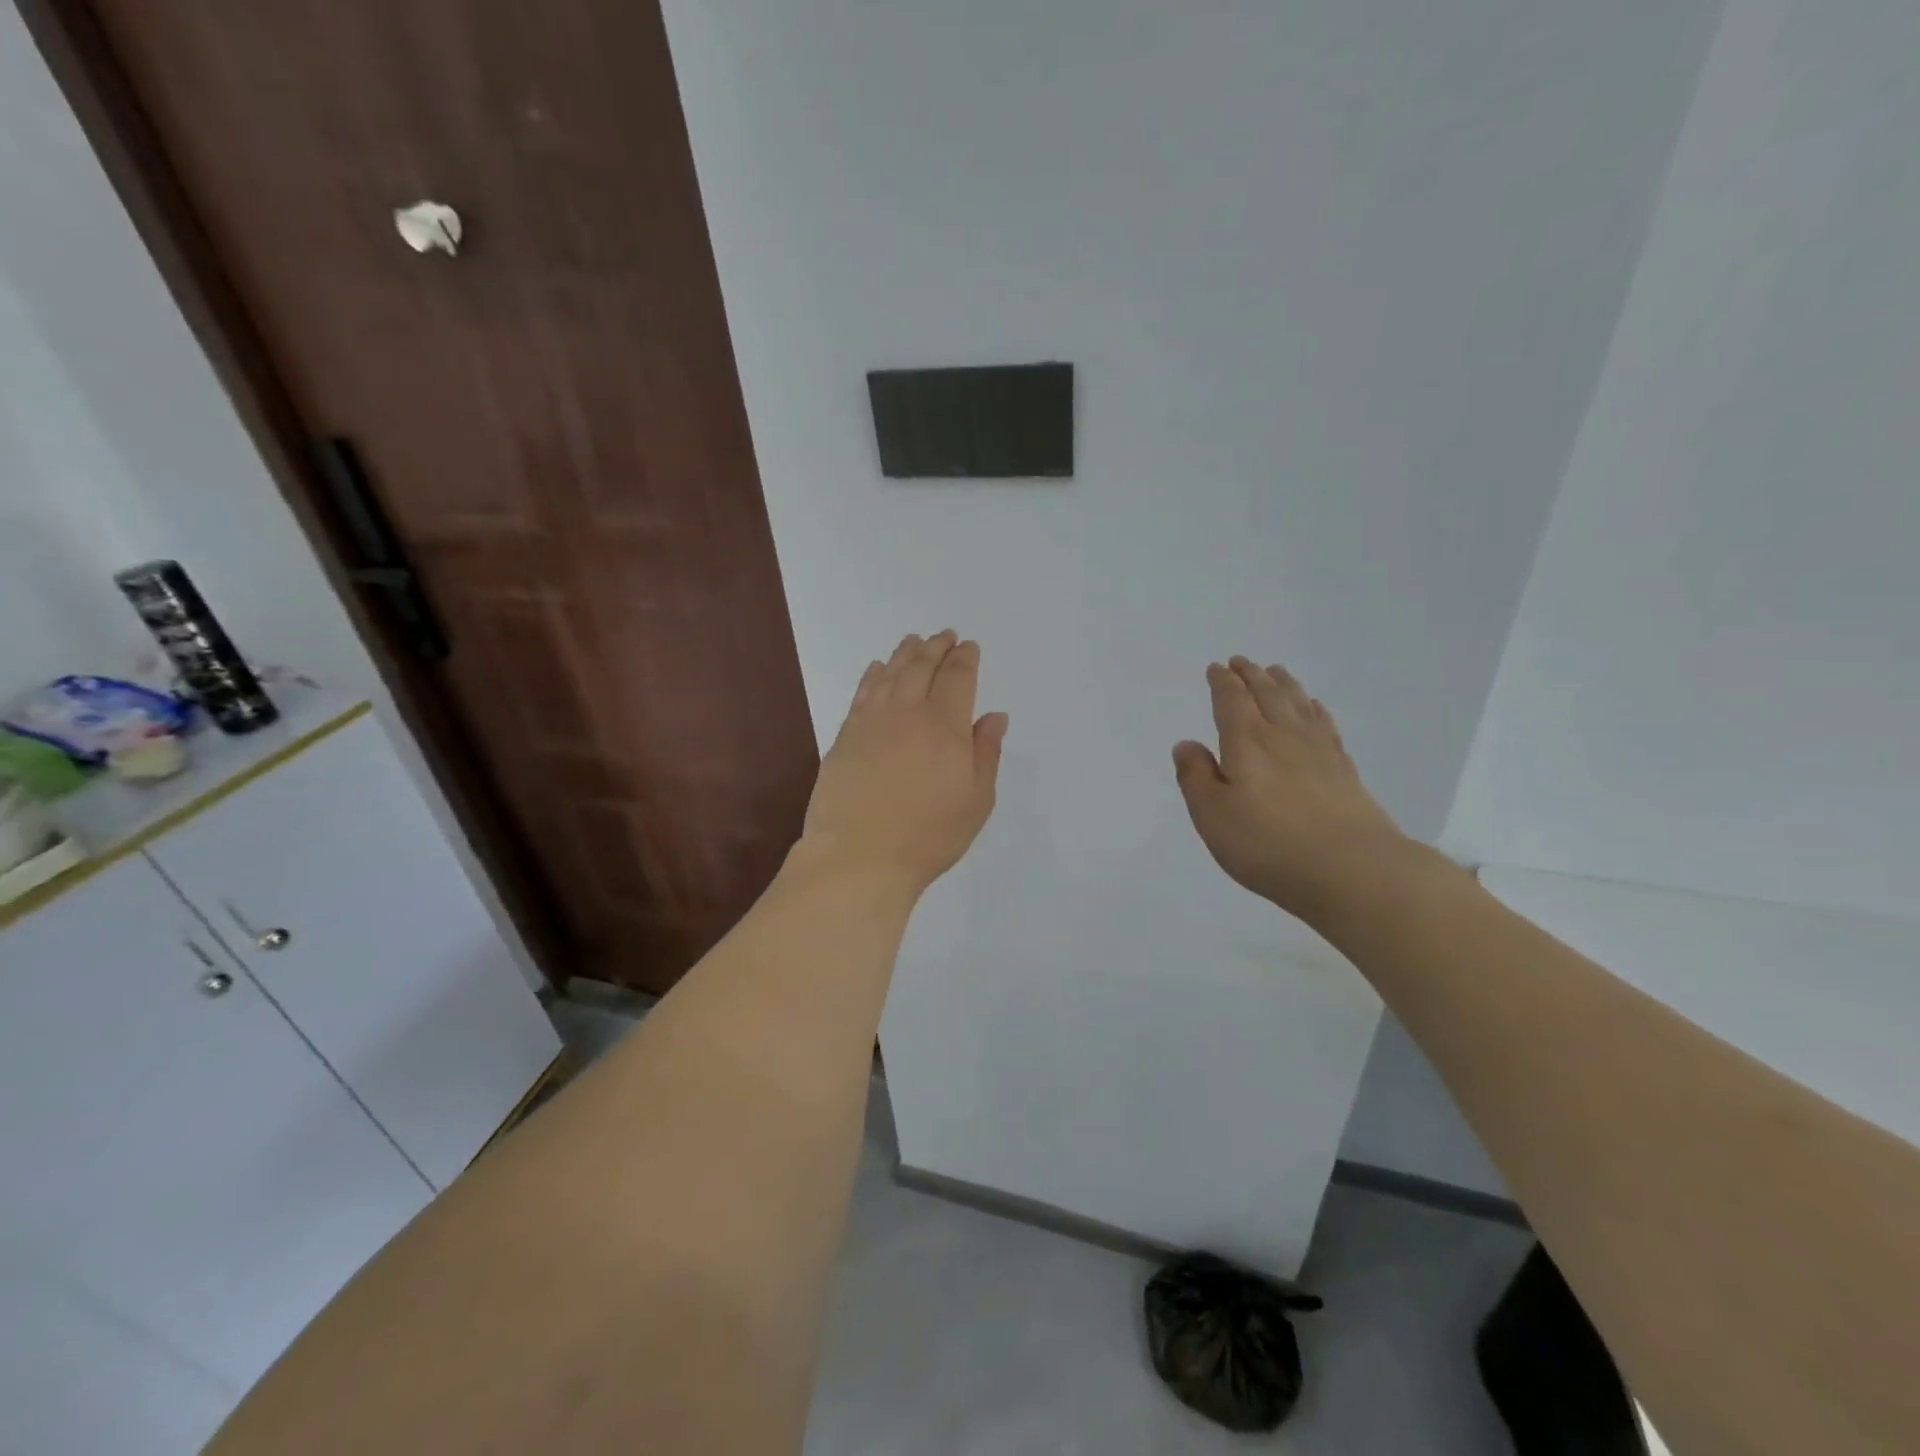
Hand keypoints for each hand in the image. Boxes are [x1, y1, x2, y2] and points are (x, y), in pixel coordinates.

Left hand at [799, 631, 1008, 896]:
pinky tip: (878, 668)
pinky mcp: (845, 736)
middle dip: (936, 647)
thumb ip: (986, 754)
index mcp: (945, 725)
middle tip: (944, 635)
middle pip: (922, 666)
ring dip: (905, 653)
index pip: (957, 678)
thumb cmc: (928, 835)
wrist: (859, 856)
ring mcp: (872, 722)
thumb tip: (994, 717)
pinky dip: (873, 675)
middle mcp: (908, 713)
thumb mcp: (976, 801)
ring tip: (913, 641)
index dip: (965, 659)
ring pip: (890, 674)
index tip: (969, 647)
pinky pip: (862, 693)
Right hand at [1173, 658, 1414, 924]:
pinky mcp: (1344, 770)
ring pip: (1297, 704)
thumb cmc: (1268, 844)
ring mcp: (1319, 751)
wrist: (1352, 869)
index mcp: (1246, 743)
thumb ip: (1196, 777)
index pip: (1231, 701)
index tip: (1216, 668)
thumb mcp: (1213, 816)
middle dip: (1250, 676)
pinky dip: (1314, 709)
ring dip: (1283, 684)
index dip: (1222, 683)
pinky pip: (1325, 725)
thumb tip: (1186, 744)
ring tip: (1275, 672)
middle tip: (1241, 661)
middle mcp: (1283, 736)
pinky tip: (1313, 708)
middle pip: (1266, 695)